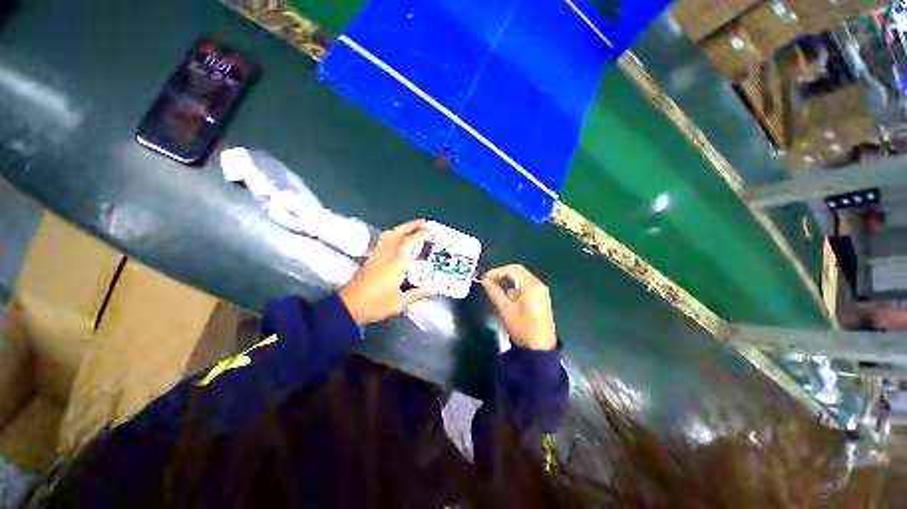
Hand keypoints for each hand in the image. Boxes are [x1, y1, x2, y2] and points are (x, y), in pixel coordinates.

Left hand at [339, 220, 431, 324]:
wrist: (348, 307)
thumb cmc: (374, 305)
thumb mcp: (399, 303)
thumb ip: (416, 294)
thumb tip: (432, 290)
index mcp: (395, 264)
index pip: (409, 242)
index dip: (420, 234)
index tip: (430, 230)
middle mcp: (386, 255)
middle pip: (398, 233)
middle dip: (412, 226)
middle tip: (423, 223)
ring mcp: (376, 255)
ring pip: (389, 235)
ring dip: (401, 228)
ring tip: (411, 228)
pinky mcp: (370, 258)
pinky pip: (382, 241)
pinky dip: (391, 235)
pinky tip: (395, 239)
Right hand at [482, 265, 556, 350]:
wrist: (541, 348)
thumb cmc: (523, 328)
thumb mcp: (505, 310)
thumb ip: (495, 293)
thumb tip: (485, 281)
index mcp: (531, 286)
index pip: (512, 270)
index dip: (497, 271)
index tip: (485, 278)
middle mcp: (538, 284)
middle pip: (518, 271)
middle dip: (503, 273)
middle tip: (489, 280)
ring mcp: (541, 291)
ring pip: (523, 277)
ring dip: (509, 279)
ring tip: (495, 286)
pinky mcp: (541, 297)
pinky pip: (527, 285)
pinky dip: (516, 285)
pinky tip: (507, 295)